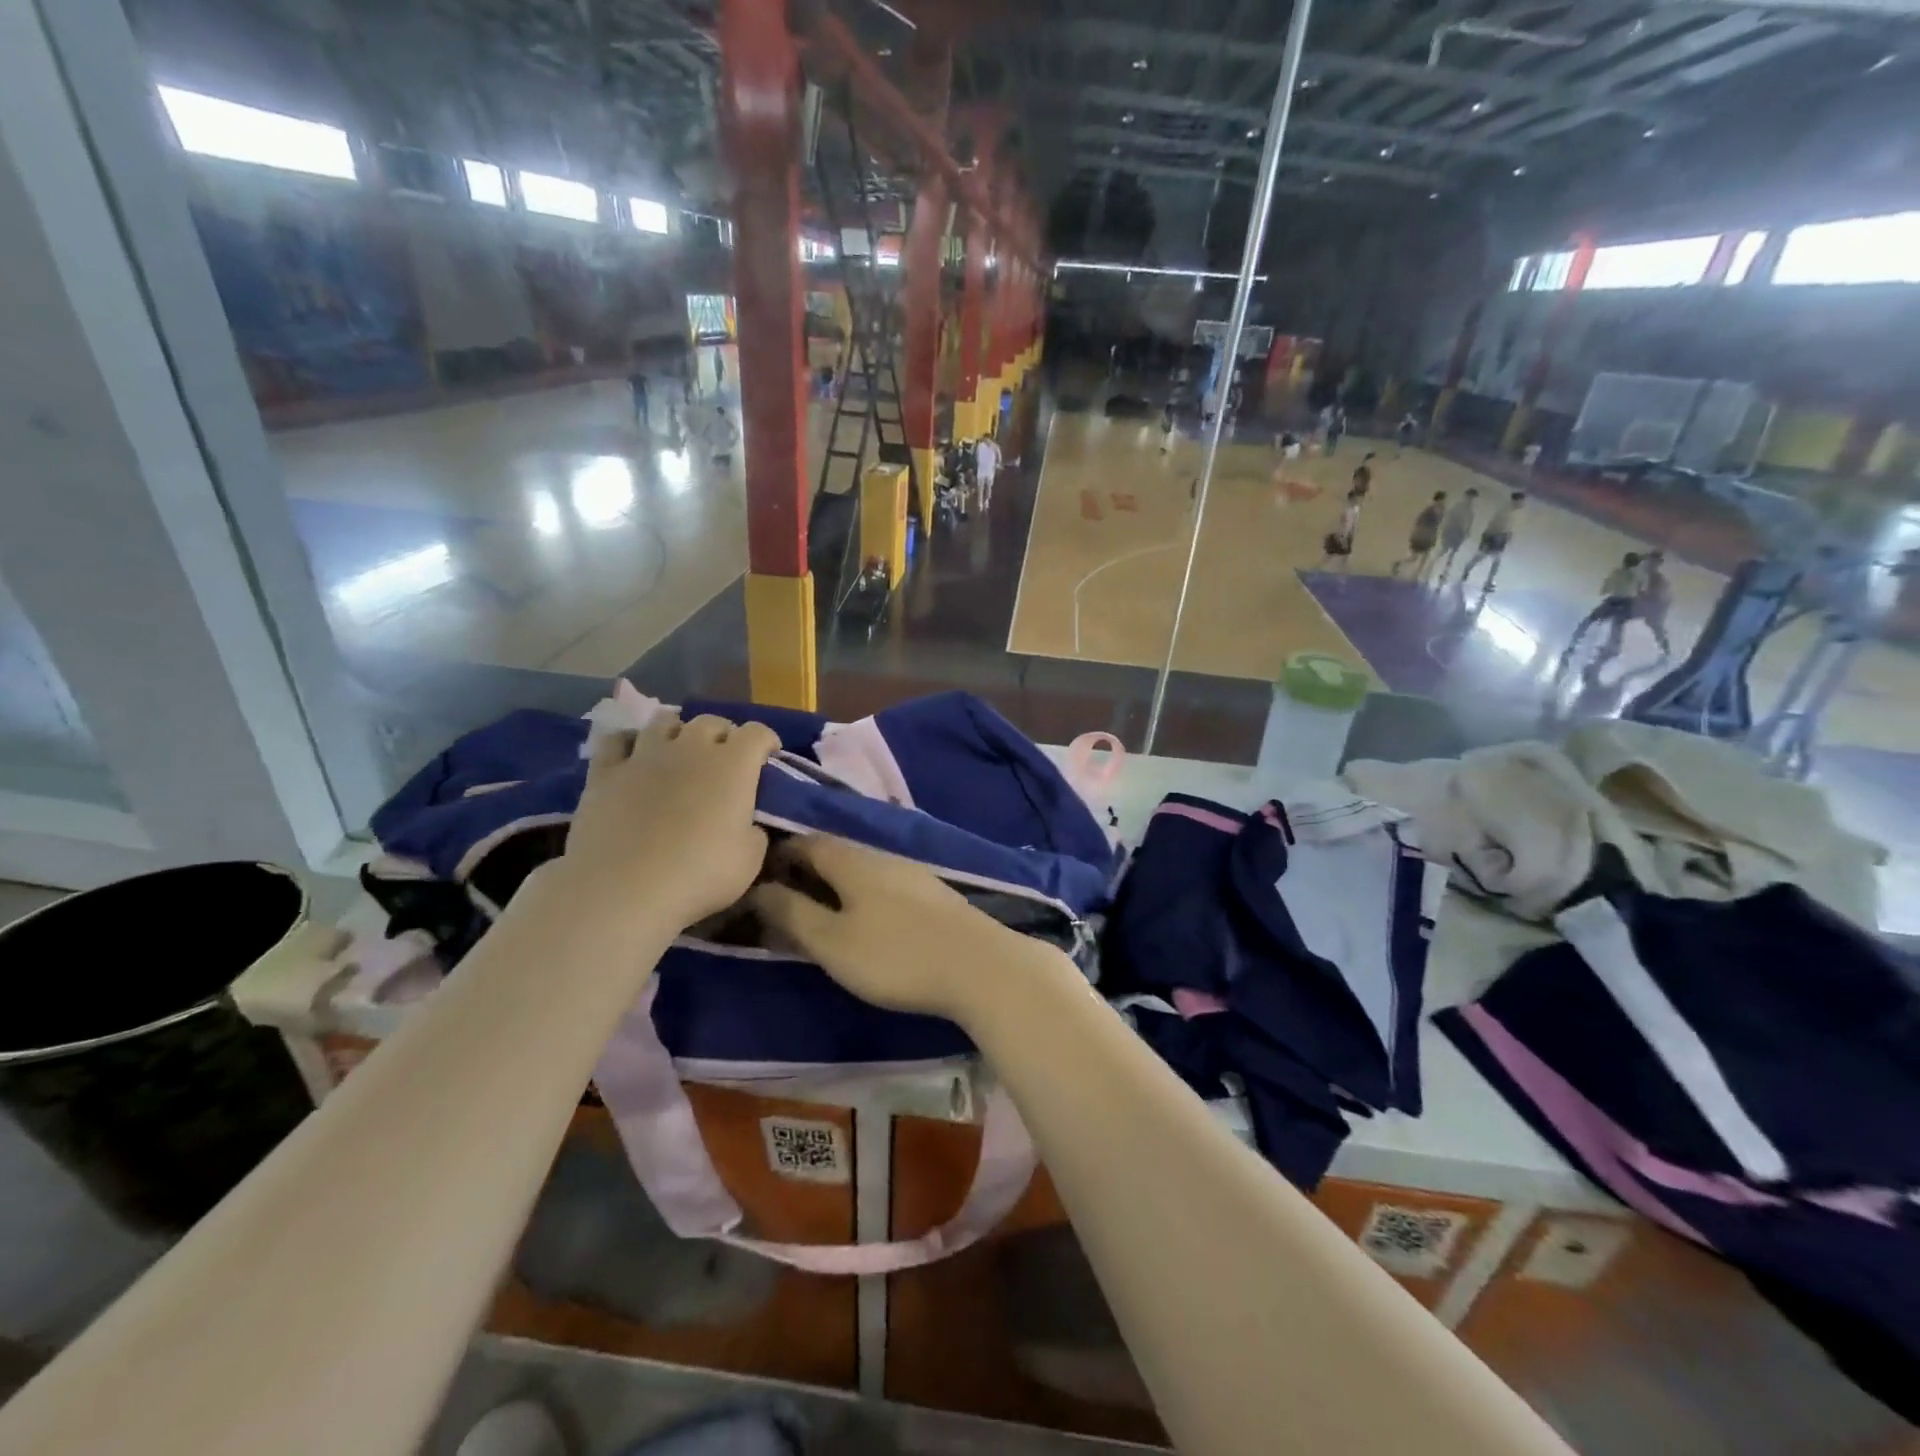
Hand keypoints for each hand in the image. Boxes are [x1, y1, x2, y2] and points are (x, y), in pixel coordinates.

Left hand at [560, 713, 778, 930]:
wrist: (624, 888)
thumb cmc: (699, 874)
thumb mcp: (750, 859)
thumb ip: (754, 831)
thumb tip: (747, 823)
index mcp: (733, 765)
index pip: (757, 733)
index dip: (767, 741)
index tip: (769, 758)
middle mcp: (691, 748)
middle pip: (711, 722)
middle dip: (723, 735)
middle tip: (725, 758)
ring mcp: (645, 755)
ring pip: (665, 721)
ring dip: (679, 731)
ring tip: (679, 750)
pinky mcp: (605, 771)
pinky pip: (617, 740)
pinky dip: (630, 743)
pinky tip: (634, 756)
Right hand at [748, 835, 1052, 1023]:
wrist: (980, 966)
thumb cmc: (896, 956)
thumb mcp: (833, 942)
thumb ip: (793, 914)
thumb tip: (758, 889)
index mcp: (852, 860)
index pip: (806, 841)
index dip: (778, 854)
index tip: (756, 877)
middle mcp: (882, 856)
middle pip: (834, 853)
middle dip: (805, 871)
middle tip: (782, 901)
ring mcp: (912, 873)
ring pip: (861, 870)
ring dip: (835, 885)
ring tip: (819, 914)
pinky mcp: (933, 895)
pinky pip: (884, 885)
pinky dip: (862, 896)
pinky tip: (865, 920)